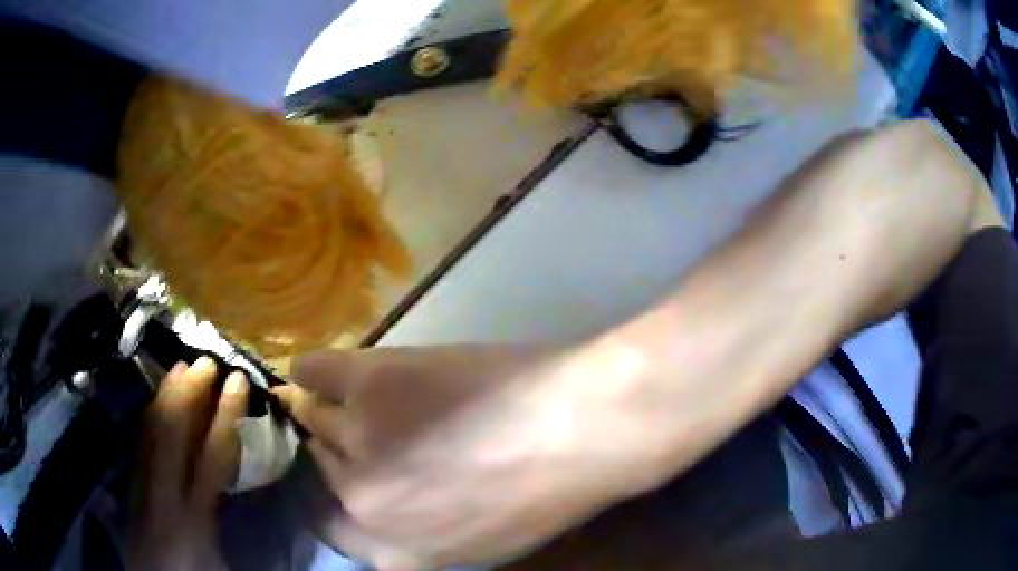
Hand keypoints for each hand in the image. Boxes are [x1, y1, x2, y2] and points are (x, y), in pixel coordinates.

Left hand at [127, 357, 248, 570]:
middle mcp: (161, 496)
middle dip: (188, 394)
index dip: (225, 416)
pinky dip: (148, 418)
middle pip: (171, 435)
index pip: (211, 457)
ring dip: (164, 397)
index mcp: (192, 517)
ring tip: (178, 368)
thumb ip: (232, 525)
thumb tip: (254, 490)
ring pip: (149, 434)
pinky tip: (154, 402)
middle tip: (205, 362)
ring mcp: (140, 490)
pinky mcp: (130, 491)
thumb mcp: (225, 563)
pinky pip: (138, 445)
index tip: (237, 382)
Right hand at [274, 346, 657, 569]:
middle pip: (320, 467)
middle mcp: (359, 502)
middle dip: (331, 452)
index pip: (329, 524)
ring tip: (341, 400)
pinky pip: (314, 373)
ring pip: (313, 418)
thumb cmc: (545, 492)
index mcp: (391, 551)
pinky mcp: (369, 383)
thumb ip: (423, 539)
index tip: (341, 475)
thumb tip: (391, 514)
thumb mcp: (482, 543)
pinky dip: (311, 373)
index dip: (334, 496)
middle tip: (350, 430)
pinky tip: (313, 373)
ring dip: (322, 411)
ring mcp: (358, 439)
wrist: (578, 430)